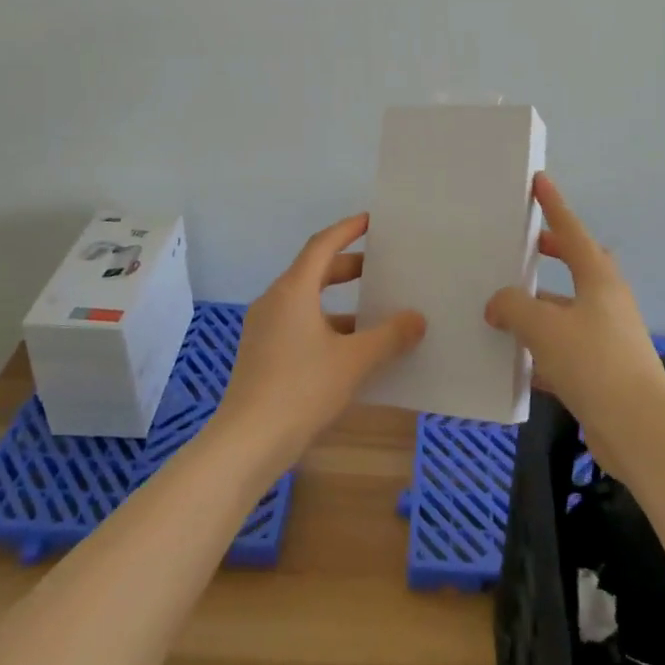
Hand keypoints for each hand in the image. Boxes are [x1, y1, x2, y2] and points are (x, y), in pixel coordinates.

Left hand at [213, 214, 425, 461]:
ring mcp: (264, 329)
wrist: (246, 443)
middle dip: (348, 267)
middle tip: (381, 268)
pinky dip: (326, 325)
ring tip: (374, 313)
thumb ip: (389, 336)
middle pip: (314, 271)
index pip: (322, 244)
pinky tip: (350, 350)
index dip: (348, 229)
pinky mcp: (261, 354)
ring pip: (307, 301)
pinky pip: (299, 324)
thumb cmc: (301, 389)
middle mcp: (274, 301)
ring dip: (339, 302)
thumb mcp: (354, 361)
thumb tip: (417, 318)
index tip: (372, 221)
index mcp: (293, 290)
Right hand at [484, 175, 664, 459]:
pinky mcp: (604, 372)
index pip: (572, 231)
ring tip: (505, 308)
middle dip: (553, 254)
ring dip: (541, 307)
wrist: (638, 428)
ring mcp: (608, 337)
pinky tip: (515, 361)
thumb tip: (497, 304)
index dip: (554, 206)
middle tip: (525, 248)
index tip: (540, 181)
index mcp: (599, 280)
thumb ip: (512, 306)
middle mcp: (607, 302)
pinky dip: (542, 349)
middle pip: (578, 267)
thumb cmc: (593, 362)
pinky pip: (566, 348)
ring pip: (569, 311)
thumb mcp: (543, 326)